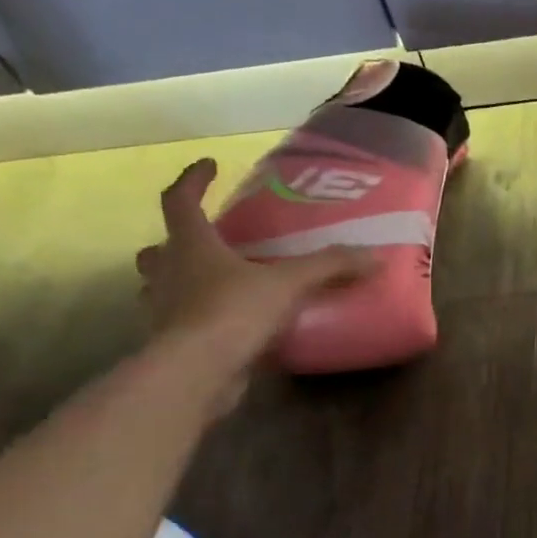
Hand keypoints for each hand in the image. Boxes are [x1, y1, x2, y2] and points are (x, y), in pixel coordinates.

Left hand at [134, 159, 370, 391]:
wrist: (197, 373)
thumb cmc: (234, 312)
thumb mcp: (290, 283)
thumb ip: (331, 266)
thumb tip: (375, 256)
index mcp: (192, 246)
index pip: (180, 200)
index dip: (193, 180)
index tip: (209, 164)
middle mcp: (168, 273)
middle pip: (160, 248)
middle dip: (179, 240)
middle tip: (210, 238)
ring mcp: (164, 311)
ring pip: (162, 286)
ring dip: (181, 280)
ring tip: (217, 282)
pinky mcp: (173, 343)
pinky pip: (182, 321)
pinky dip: (199, 317)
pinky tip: (229, 323)